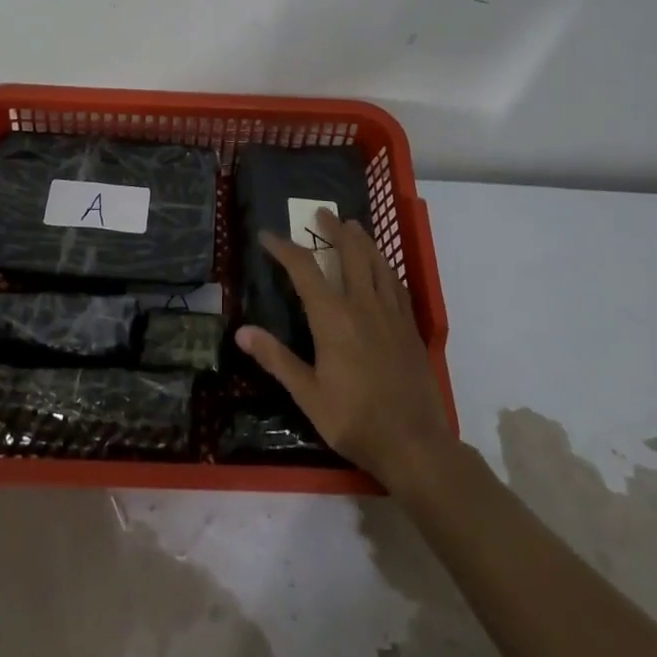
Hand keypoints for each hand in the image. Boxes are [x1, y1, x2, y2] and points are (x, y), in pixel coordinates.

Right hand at [235, 209, 456, 492]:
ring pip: (378, 262)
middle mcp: (363, 305)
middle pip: (350, 253)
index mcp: (333, 318)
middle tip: (322, 212)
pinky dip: (385, 266)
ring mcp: (391, 314)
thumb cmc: (355, 420)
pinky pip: (397, 284)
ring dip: (363, 240)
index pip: (304, 270)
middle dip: (334, 229)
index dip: (284, 248)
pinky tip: (383, 266)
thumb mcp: (308, 395)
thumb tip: (242, 332)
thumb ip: (276, 360)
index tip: (267, 236)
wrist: (415, 443)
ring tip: (353, 226)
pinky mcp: (410, 327)